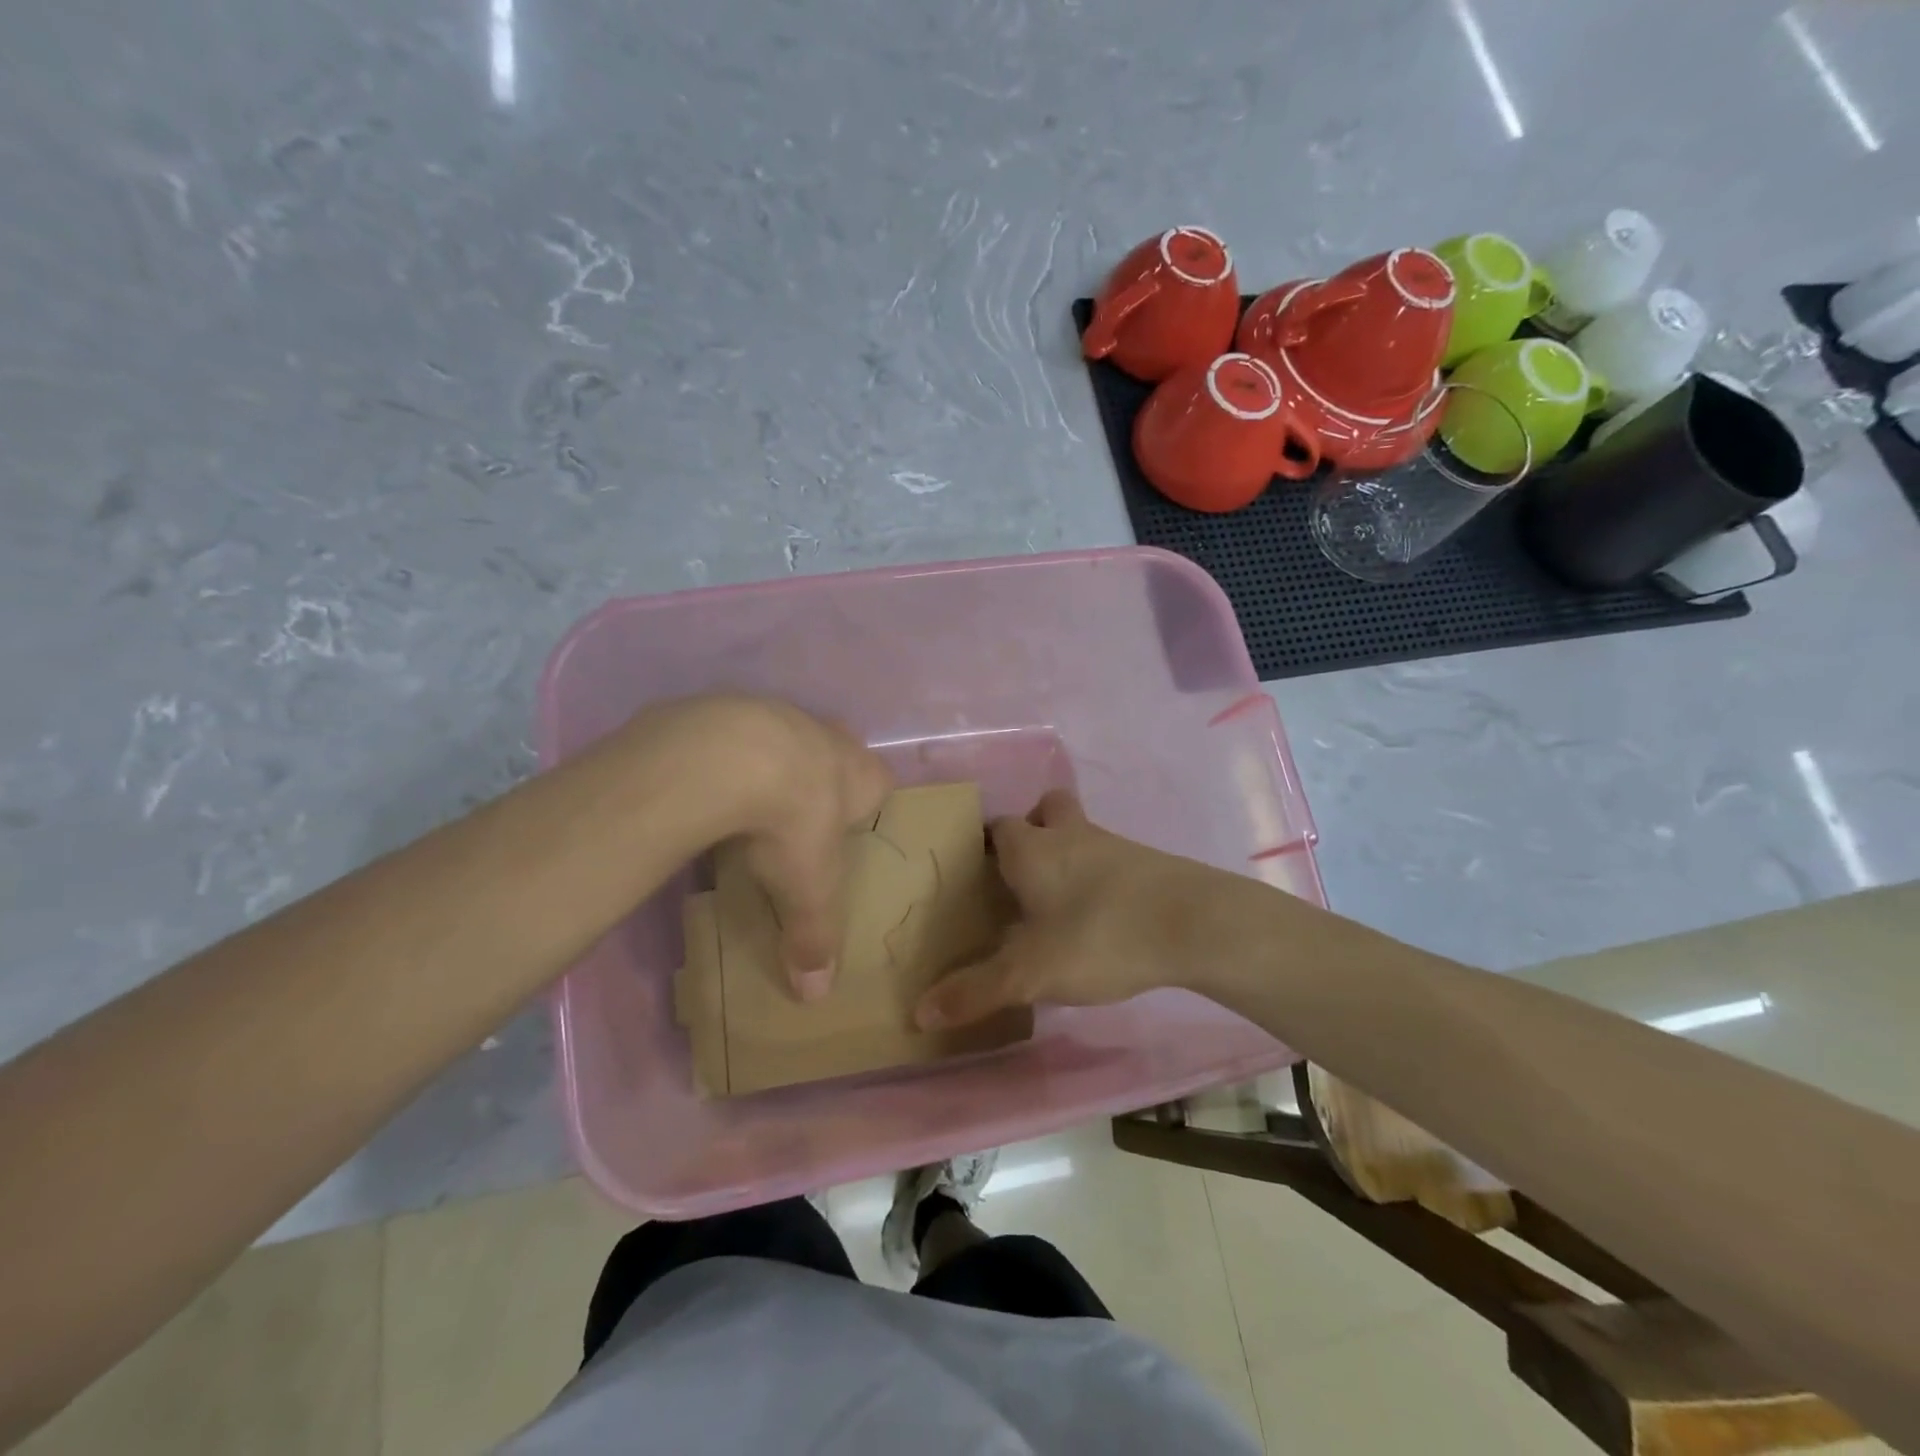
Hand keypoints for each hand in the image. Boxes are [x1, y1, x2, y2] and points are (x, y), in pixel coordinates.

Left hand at [620, 695, 891, 1000]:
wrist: (730, 757)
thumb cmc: (793, 823)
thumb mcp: (807, 890)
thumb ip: (814, 938)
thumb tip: (816, 996)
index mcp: (860, 774)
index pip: (881, 782)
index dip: (868, 801)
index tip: (848, 825)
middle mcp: (827, 736)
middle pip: (836, 749)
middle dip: (823, 774)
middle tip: (799, 811)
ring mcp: (778, 714)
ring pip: (785, 735)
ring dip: (771, 761)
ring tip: (745, 799)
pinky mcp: (728, 708)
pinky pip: (733, 731)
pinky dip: (724, 754)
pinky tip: (704, 782)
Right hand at [913, 790, 1247, 1028]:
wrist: (1195, 923)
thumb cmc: (1100, 935)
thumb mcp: (1030, 972)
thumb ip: (976, 991)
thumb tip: (920, 1012)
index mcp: (1032, 848)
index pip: (996, 827)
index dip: (983, 844)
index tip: (974, 871)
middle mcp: (1070, 835)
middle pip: (1045, 810)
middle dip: (1032, 830)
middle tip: (1021, 874)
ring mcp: (1114, 845)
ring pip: (1081, 833)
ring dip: (1068, 854)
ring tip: (1058, 904)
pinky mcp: (1148, 864)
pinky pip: (1111, 859)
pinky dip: (1100, 877)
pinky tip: (1102, 918)